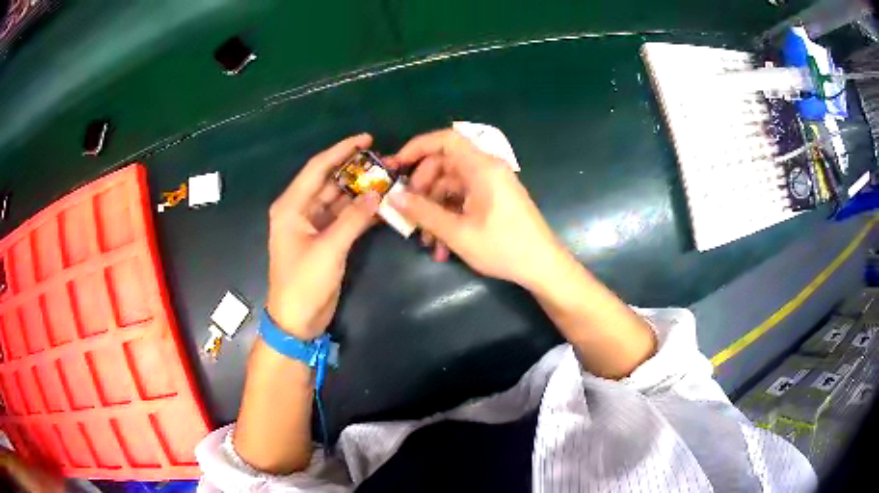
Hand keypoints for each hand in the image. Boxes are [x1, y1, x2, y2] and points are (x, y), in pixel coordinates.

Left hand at [266, 134, 380, 339]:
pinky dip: (361, 212)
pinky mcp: (325, 239)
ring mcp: (314, 225)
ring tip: (389, 181)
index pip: (318, 168)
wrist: (297, 320)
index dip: (341, 150)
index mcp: (291, 206)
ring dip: (361, 192)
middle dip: (356, 171)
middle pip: (330, 181)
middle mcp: (301, 210)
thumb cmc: (304, 283)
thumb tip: (377, 194)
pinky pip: (345, 218)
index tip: (367, 138)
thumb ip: (353, 219)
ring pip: (340, 199)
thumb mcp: (328, 249)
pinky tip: (382, 206)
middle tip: (385, 162)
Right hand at [387, 129, 564, 287]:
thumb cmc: (503, 247)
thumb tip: (392, 198)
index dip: (417, 147)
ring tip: (426, 242)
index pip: (446, 140)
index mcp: (482, 167)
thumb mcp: (457, 232)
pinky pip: (464, 199)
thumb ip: (423, 212)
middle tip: (409, 211)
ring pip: (452, 186)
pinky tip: (442, 247)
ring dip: (435, 210)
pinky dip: (450, 216)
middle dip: (423, 188)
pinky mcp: (494, 199)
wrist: (543, 266)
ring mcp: (492, 185)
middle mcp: (488, 169)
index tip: (397, 166)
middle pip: (445, 164)